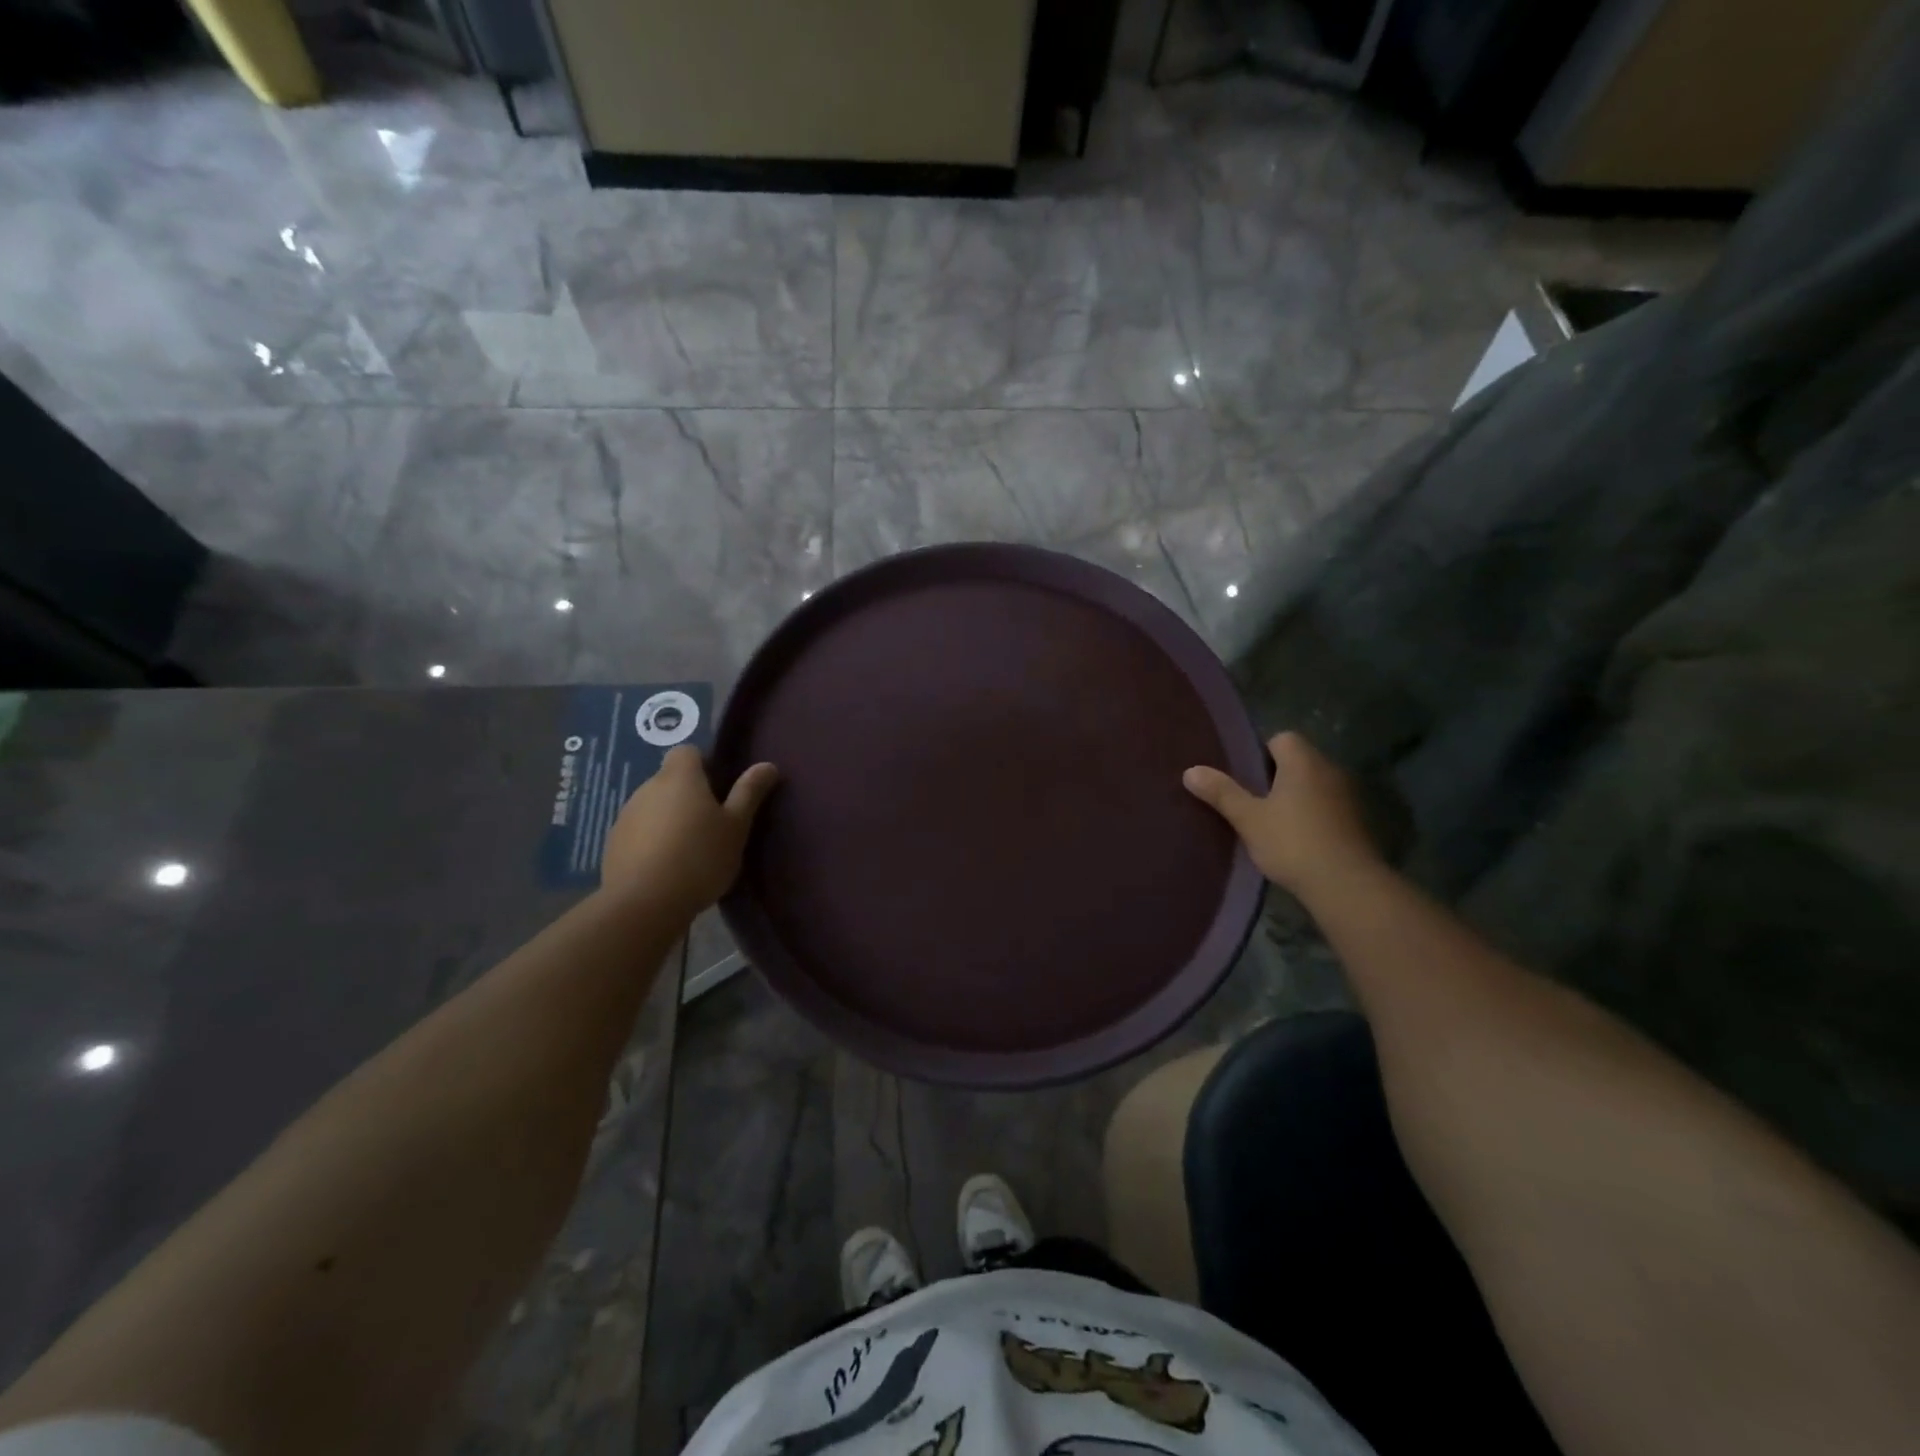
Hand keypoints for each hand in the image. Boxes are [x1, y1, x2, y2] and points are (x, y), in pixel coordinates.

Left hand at [599, 748, 779, 920]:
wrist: (643, 904)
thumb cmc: (699, 858)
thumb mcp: (736, 827)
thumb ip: (749, 793)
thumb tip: (768, 765)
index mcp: (679, 777)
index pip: (688, 752)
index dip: (705, 765)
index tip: (720, 790)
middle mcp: (647, 788)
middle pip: (670, 780)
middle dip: (689, 795)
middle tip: (712, 825)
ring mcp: (625, 816)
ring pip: (654, 807)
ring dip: (669, 819)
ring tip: (689, 851)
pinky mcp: (613, 844)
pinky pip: (639, 832)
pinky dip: (652, 841)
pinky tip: (666, 868)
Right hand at [1183, 731, 1379, 898]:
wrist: (1347, 886)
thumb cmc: (1292, 843)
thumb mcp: (1248, 819)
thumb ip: (1221, 793)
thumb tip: (1190, 770)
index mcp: (1304, 762)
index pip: (1282, 738)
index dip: (1260, 753)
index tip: (1243, 775)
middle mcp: (1330, 770)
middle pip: (1298, 761)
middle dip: (1275, 776)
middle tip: (1250, 799)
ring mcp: (1349, 797)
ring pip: (1314, 786)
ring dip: (1295, 798)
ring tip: (1270, 821)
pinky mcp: (1358, 822)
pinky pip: (1328, 808)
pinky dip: (1312, 816)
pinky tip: (1296, 840)